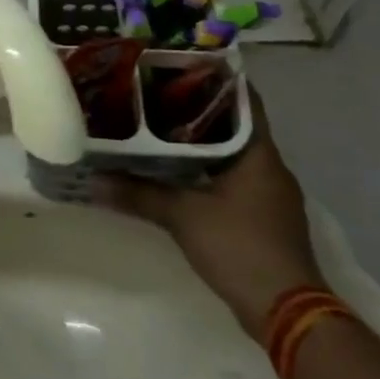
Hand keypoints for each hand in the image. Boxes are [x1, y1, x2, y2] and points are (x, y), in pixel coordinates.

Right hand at [95, 88, 323, 333]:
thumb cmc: (240, 248)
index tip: (179, 64)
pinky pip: (230, 178)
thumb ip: (138, 194)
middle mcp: (269, 168)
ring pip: (230, 153)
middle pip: (233, 125)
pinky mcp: (261, 218)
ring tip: (155, 126)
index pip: (244, 101)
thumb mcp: (182, 216)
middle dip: (196, 109)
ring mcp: (268, 194)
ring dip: (199, 141)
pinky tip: (173, 170)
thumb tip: (92, 180)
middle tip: (153, 93)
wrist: (287, 314)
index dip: (216, 79)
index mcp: (259, 155)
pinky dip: (204, 169)